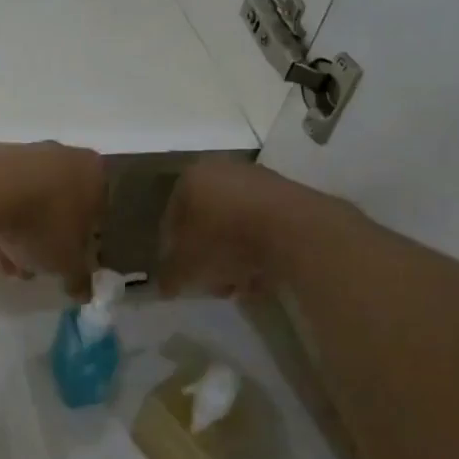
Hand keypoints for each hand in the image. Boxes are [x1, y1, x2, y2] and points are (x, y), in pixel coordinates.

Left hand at [0, 143, 104, 297]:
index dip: (84, 242)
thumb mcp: (67, 262)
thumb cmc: (45, 222)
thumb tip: (83, 292)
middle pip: (60, 204)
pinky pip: (0, 193)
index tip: (70, 262)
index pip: (98, 210)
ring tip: (7, 265)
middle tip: (38, 265)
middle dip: (49, 238)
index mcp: (93, 172)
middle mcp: (63, 154)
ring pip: (28, 199)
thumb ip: (79, 277)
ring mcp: (24, 152)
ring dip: (21, 232)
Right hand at [156, 159, 286, 296]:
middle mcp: (222, 170)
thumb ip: (170, 276)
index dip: (173, 251)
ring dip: (234, 257)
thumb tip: (164, 288)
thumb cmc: (226, 240)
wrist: (295, 230)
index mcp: (190, 178)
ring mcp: (259, 180)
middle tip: (211, 282)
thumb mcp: (187, 266)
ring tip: (240, 285)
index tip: (182, 275)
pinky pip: (264, 227)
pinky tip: (263, 277)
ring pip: (236, 225)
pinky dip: (260, 250)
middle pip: (206, 221)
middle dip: (207, 256)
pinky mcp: (289, 195)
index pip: (171, 218)